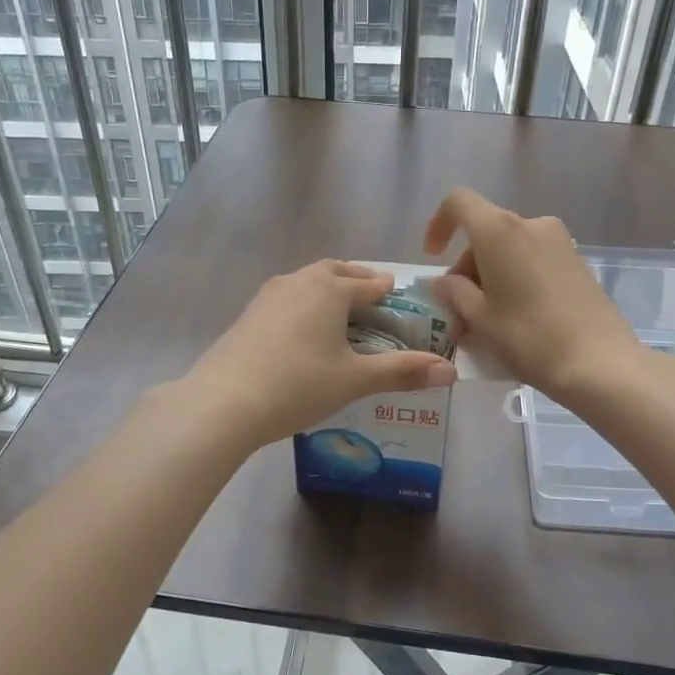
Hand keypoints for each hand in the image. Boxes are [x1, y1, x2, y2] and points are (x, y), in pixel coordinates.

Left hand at [181, 260, 456, 446]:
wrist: (222, 403)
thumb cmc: (298, 385)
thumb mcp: (354, 380)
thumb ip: (402, 372)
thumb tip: (451, 372)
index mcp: (330, 289)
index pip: (369, 283)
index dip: (388, 291)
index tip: (400, 298)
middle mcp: (299, 281)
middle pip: (335, 272)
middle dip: (356, 281)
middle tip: (372, 298)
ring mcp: (268, 296)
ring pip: (307, 282)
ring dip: (327, 290)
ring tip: (340, 315)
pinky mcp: (247, 315)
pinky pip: (286, 299)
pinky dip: (304, 306)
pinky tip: (303, 333)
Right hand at [424, 188, 642, 403]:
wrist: (601, 363)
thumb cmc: (529, 338)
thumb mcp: (480, 319)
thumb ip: (454, 293)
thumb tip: (442, 282)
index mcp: (500, 231)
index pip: (458, 202)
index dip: (439, 224)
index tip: (433, 257)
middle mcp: (531, 224)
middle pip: (485, 232)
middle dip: (465, 267)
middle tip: (459, 313)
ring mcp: (559, 241)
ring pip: (509, 248)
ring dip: (490, 277)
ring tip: (485, 322)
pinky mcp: (577, 261)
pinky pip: (532, 259)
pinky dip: (515, 278)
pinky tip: (515, 317)